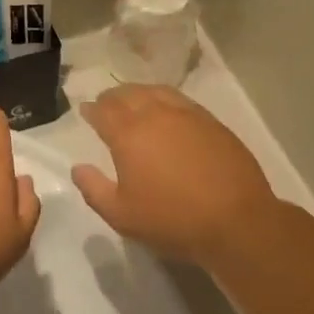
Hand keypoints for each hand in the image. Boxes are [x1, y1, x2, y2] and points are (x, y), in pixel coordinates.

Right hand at [71, 86, 277, 266]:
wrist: (236, 221)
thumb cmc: (172, 220)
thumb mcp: (122, 215)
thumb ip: (93, 189)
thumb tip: (78, 167)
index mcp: (128, 134)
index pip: (103, 111)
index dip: (92, 110)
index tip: (86, 111)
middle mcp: (155, 114)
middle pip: (128, 94)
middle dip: (113, 97)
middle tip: (106, 104)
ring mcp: (187, 114)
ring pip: (156, 92)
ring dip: (139, 93)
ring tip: (135, 101)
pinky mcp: (211, 122)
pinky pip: (181, 100)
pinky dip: (165, 99)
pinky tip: (168, 111)